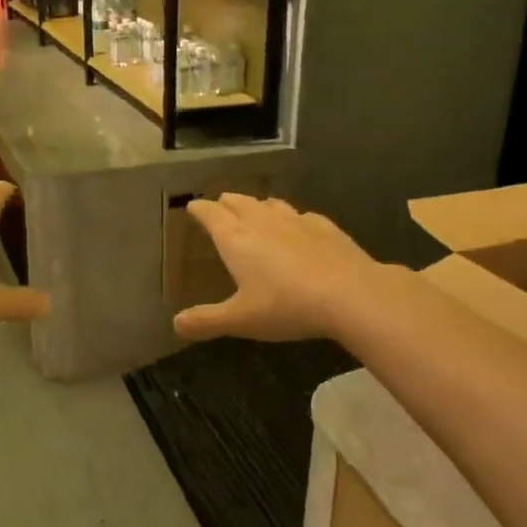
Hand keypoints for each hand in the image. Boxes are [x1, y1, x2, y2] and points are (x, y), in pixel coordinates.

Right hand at [173, 195, 383, 343]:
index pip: (211, 214)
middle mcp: (263, 222)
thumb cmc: (286, 306)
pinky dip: (292, 217)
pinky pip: (302, 215)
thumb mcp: (241, 319)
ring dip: (258, 205)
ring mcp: (296, 221)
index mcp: (236, 239)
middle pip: (239, 202)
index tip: (192, 206)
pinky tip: (299, 225)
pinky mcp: (325, 227)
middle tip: (219, 205)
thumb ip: (207, 321)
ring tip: (255, 209)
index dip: (200, 209)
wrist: (350, 294)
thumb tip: (176, 324)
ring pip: (270, 204)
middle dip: (226, 203)